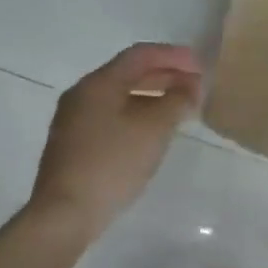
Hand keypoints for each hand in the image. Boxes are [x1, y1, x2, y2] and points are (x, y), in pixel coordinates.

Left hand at [30, 42, 201, 237]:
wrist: (66, 212)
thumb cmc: (112, 164)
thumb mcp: (153, 130)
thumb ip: (176, 102)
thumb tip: (189, 89)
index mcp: (98, 84)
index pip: (140, 55)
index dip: (173, 56)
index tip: (201, 66)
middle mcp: (82, 95)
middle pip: (128, 75)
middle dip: (165, 77)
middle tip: (195, 87)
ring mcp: (74, 121)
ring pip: (120, 98)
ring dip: (152, 98)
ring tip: (180, 110)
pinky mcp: (74, 146)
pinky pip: (112, 118)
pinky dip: (137, 116)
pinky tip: (153, 134)